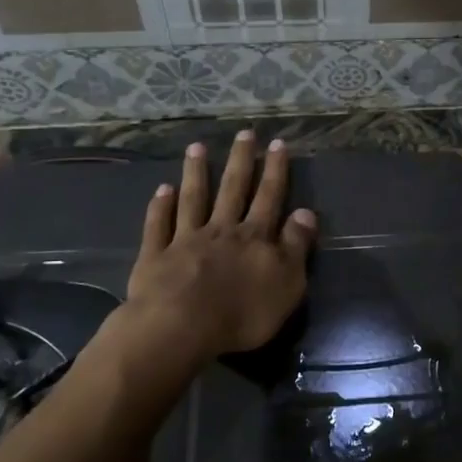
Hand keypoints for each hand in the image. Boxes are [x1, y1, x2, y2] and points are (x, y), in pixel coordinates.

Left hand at [122, 131, 316, 359]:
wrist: (181, 328)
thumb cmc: (243, 313)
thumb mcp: (287, 284)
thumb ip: (296, 247)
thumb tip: (305, 213)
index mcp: (255, 238)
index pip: (269, 197)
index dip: (275, 170)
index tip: (277, 143)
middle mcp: (222, 230)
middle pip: (232, 190)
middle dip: (240, 160)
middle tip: (243, 133)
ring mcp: (186, 241)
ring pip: (193, 200)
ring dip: (196, 173)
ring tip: (196, 147)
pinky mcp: (156, 257)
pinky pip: (159, 226)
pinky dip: (160, 207)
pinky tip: (162, 190)